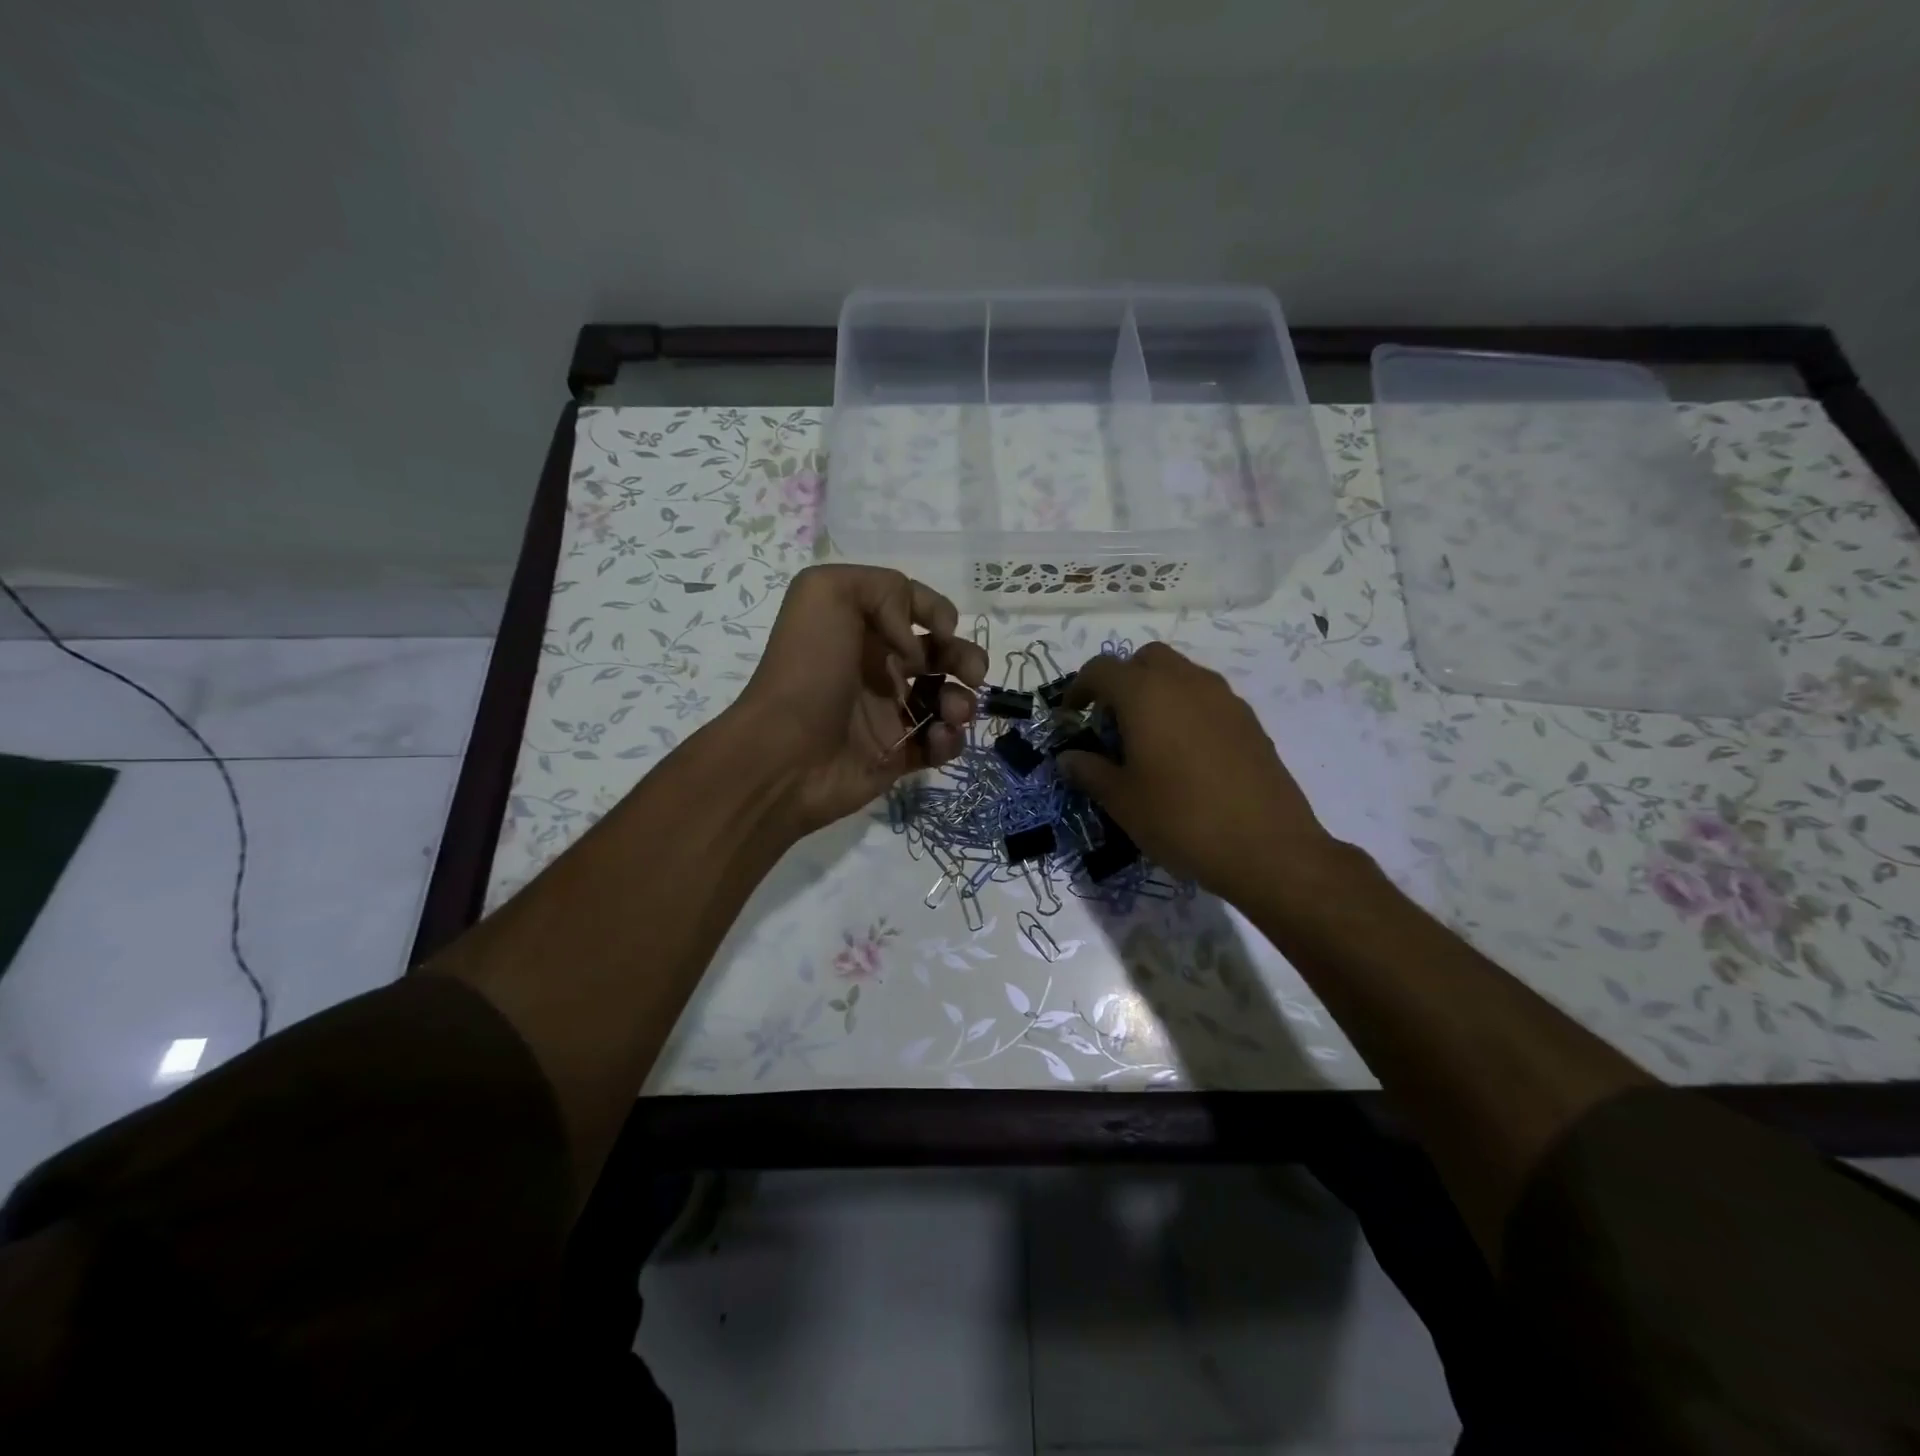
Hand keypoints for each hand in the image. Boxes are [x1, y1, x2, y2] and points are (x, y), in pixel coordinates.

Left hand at [734, 565, 986, 834]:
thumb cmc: (807, 669)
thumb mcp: (827, 592)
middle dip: (965, 658)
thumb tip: (916, 641)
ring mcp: (888, 714)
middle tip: (974, 673)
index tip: (945, 629)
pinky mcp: (897, 756)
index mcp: (860, 629)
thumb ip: (884, 590)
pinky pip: (938, 743)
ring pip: (946, 700)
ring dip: (962, 701)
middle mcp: (876, 668)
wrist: (785, 754)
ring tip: (954, 712)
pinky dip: (949, 739)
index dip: (937, 613)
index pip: (913, 611)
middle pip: (938, 656)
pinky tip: (936, 738)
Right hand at [1056, 642, 1340, 904]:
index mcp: (1146, 694)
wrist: (1267, 847)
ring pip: (1181, 675)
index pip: (1101, 669)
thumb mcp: (1121, 801)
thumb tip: (1069, 758)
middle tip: (1111, 722)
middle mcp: (1186, 682)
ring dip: (1157, 693)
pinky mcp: (1249, 720)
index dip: (1078, 688)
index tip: (1070, 716)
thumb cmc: (1180, 819)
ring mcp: (1224, 698)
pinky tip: (1185, 755)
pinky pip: (1207, 699)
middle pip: (1146, 659)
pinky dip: (1187, 710)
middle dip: (1123, 681)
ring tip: (1147, 739)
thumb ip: (1089, 772)